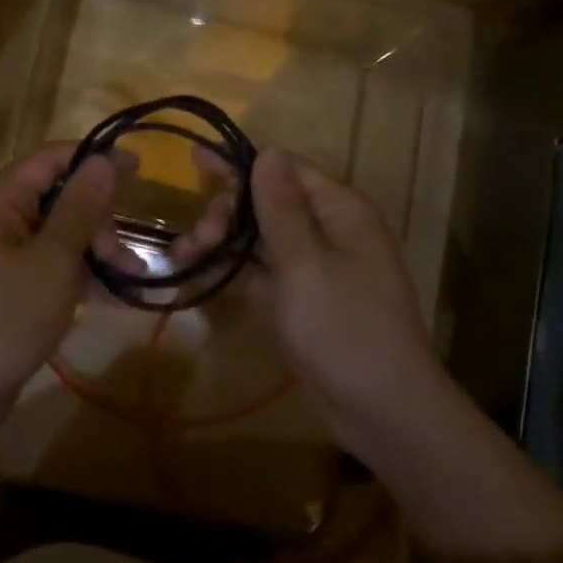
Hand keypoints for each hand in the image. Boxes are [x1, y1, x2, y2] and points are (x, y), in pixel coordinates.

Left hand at [0, 142, 128, 413]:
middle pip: (58, 197)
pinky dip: (79, 275)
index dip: (97, 159)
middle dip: (99, 219)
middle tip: (128, 254)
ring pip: (57, 235)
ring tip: (134, 278)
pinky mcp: (5, 288)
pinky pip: (49, 266)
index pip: (53, 157)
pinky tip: (114, 297)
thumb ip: (81, 206)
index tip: (140, 169)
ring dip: (96, 251)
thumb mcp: (53, 258)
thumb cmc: (4, 315)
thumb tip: (104, 159)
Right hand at [179, 147, 444, 461]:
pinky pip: (258, 273)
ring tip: (183, 256)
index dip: (241, 164)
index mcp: (340, 211)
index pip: (286, 169)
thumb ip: (281, 207)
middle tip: (197, 237)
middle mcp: (326, 231)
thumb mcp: (306, 262)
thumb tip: (268, 152)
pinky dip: (229, 271)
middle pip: (267, 203)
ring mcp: (311, 267)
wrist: (380, 410)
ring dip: (220, 241)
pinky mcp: (297, 300)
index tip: (196, 163)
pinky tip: (194, 272)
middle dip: (227, 212)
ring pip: (257, 239)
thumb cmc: (344, 327)